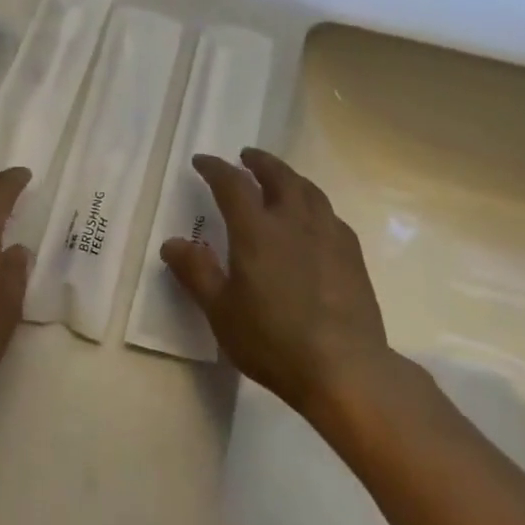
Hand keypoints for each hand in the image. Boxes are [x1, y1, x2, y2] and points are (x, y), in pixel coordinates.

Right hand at [161, 148, 389, 421]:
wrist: (345, 368)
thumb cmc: (273, 340)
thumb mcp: (221, 312)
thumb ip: (196, 272)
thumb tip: (172, 243)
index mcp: (256, 230)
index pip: (232, 184)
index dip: (215, 168)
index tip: (201, 161)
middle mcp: (293, 220)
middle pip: (278, 175)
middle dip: (259, 162)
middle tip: (246, 156)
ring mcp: (328, 234)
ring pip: (308, 190)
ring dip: (290, 177)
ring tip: (281, 179)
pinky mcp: (352, 253)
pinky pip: (330, 215)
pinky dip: (314, 205)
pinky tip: (314, 219)